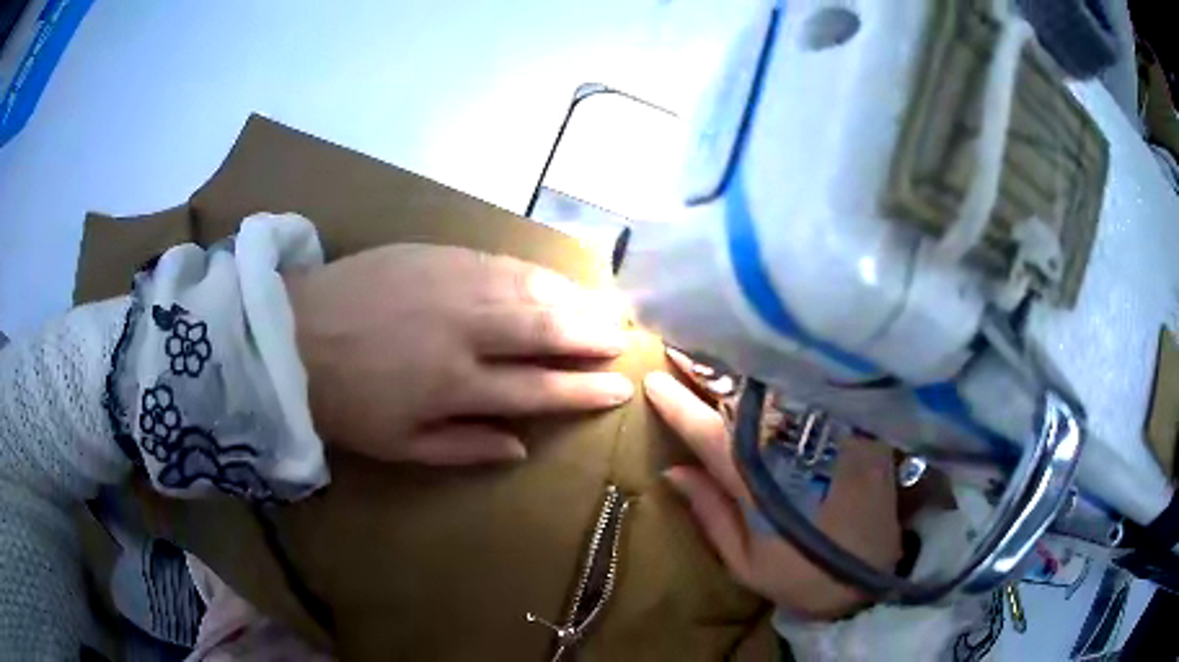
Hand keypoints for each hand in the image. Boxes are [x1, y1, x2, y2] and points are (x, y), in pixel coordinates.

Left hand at [286, 244, 633, 465]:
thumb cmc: (343, 401)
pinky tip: (552, 277)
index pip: (539, 387)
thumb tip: (519, 446)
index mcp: (454, 384)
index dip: (584, 390)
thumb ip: (463, 447)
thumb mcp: (398, 447)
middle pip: (545, 330)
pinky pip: (499, 261)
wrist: (291, 335)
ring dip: (571, 299)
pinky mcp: (435, 254)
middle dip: (591, 334)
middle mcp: (463, 330)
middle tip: (623, 337)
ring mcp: (451, 284)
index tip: (620, 387)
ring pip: (528, 290)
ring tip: (602, 306)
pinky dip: (534, 272)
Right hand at [645, 370, 900, 619]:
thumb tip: (673, 470)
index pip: (709, 434)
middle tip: (680, 346)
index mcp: (760, 484)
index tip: (653, 380)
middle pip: (743, 399)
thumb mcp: (744, 561)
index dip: (678, 405)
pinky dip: (792, 377)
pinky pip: (819, 394)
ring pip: (781, 389)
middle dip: (707, 371)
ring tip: (719, 348)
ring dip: (745, 368)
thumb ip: (710, 512)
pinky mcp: (860, 430)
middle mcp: (794, 448)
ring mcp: (831, 435)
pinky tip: (774, 363)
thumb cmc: (800, 576)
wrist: (869, 578)